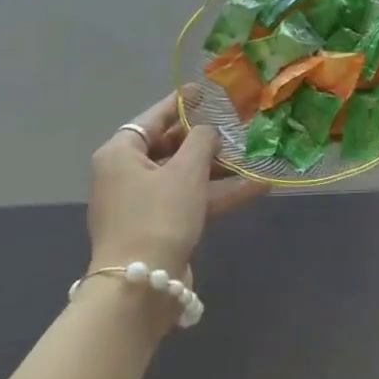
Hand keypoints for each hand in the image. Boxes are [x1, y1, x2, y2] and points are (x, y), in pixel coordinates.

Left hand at [87, 92, 267, 272]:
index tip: (205, 91)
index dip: (181, 103)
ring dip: (219, 169)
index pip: (154, 117)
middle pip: (170, 147)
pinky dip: (218, 194)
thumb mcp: (186, 171)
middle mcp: (126, 174)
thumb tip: (209, 132)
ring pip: (184, 176)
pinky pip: (190, 200)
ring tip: (256, 158)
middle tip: (236, 126)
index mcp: (121, 153)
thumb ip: (203, 141)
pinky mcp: (160, 227)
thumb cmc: (158, 216)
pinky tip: (257, 188)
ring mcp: (143, 203)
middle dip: (206, 140)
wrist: (140, 287)